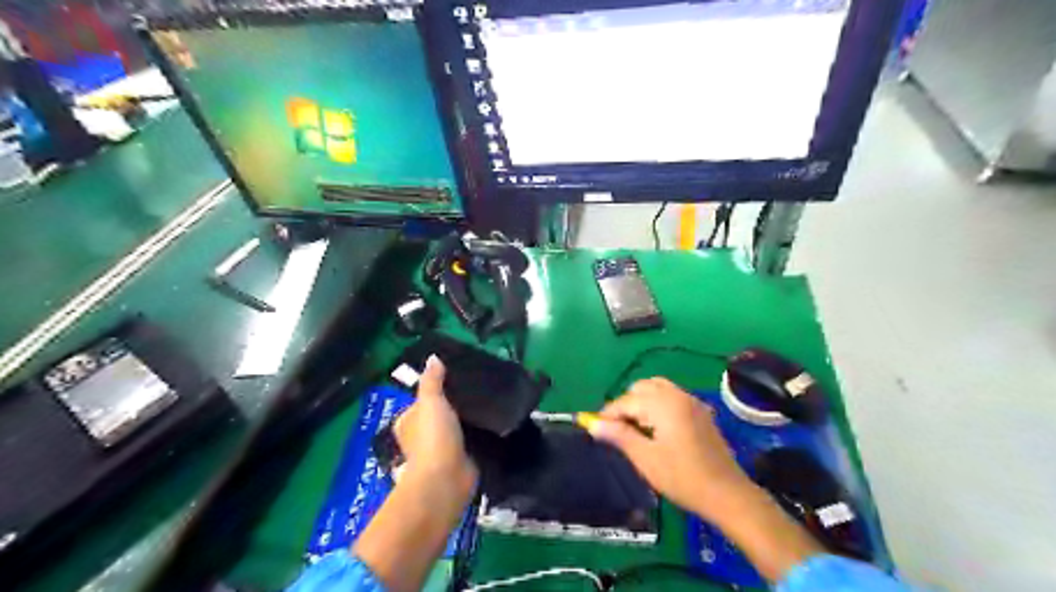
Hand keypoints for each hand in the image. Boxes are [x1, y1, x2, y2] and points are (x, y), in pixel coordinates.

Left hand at [396, 357, 478, 493]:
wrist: (446, 478)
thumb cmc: (432, 437)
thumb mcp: (431, 401)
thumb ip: (432, 380)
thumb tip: (433, 358)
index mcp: (407, 421)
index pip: (421, 400)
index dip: (435, 389)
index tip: (457, 377)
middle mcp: (420, 436)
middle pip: (439, 413)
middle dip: (454, 404)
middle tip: (477, 387)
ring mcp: (441, 449)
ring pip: (455, 426)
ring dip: (467, 419)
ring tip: (488, 400)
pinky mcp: (459, 458)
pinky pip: (469, 439)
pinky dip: (477, 433)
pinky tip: (492, 420)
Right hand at [591, 376, 753, 519]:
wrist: (727, 494)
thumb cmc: (683, 477)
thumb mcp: (645, 458)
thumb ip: (619, 436)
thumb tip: (593, 424)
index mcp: (663, 404)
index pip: (626, 400)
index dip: (608, 414)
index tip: (596, 429)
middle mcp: (678, 395)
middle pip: (642, 387)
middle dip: (626, 404)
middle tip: (618, 430)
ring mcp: (692, 402)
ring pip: (657, 389)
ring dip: (642, 402)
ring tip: (636, 428)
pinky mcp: (701, 412)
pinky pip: (672, 397)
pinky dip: (658, 405)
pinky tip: (657, 429)